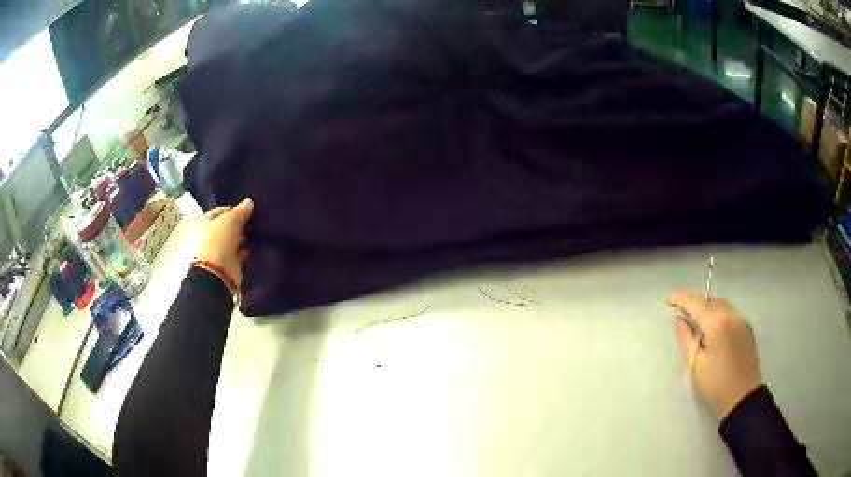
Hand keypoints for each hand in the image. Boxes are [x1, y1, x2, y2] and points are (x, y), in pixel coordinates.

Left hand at [197, 198, 253, 286]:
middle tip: (250, 221)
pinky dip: (243, 251)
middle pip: (225, 226)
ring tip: (252, 233)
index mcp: (205, 222)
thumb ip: (240, 211)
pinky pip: (236, 253)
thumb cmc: (220, 241)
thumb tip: (249, 201)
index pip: (219, 211)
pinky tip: (250, 248)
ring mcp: (217, 250)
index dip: (231, 209)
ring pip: (231, 239)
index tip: (244, 210)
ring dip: (240, 238)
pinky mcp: (226, 262)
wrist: (218, 272)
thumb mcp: (231, 220)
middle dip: (237, 224)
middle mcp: (209, 235)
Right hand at [668, 290, 761, 419]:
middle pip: (710, 301)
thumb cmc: (715, 384)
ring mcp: (741, 320)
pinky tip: (713, 330)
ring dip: (708, 309)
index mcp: (717, 323)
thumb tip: (679, 320)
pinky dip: (718, 315)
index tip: (669, 299)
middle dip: (696, 304)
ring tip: (697, 322)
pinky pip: (729, 314)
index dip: (682, 299)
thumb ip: (686, 338)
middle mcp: (731, 315)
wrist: (742, 398)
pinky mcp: (747, 329)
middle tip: (682, 313)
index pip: (696, 304)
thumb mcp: (695, 364)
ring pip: (721, 306)